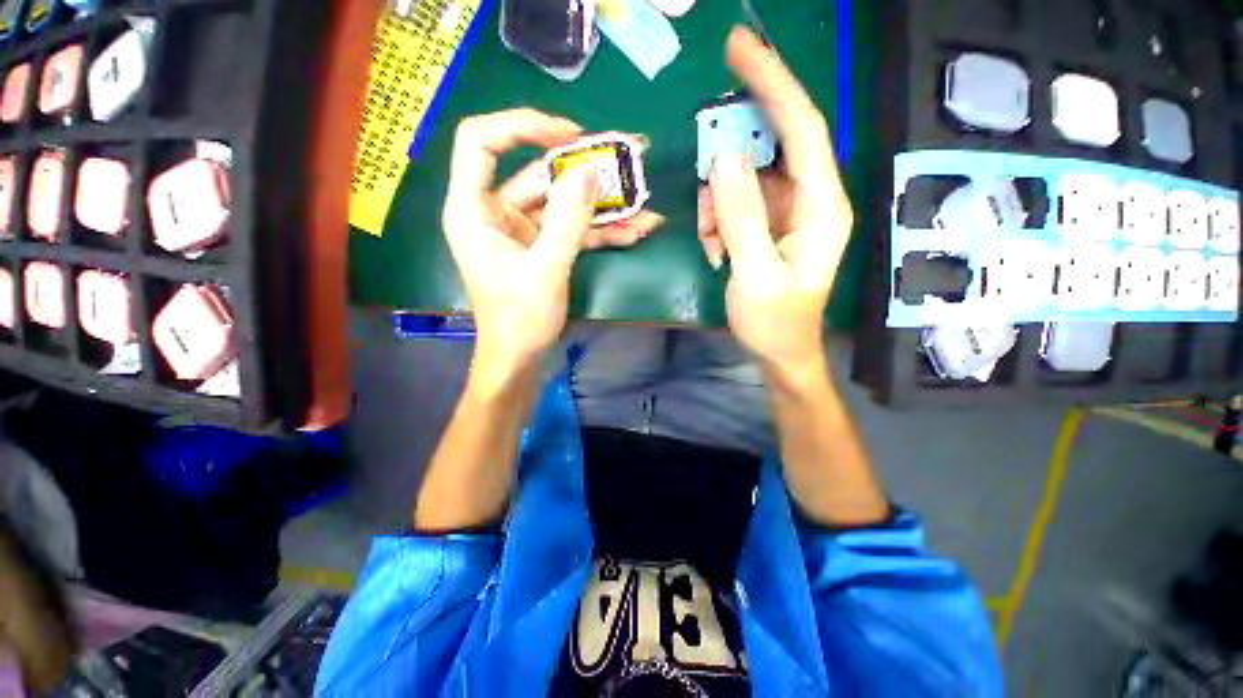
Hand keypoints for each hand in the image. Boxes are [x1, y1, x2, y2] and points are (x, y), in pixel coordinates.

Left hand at [443, 109, 662, 375]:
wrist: (520, 359)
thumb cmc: (520, 320)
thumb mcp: (546, 269)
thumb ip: (567, 220)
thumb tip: (589, 172)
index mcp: (473, 210)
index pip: (482, 142)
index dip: (521, 126)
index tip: (569, 135)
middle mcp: (495, 212)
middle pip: (536, 173)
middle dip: (584, 170)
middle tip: (628, 159)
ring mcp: (521, 231)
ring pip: (561, 204)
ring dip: (601, 206)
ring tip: (644, 203)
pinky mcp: (541, 247)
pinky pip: (570, 229)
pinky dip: (599, 230)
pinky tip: (634, 231)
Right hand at [701, 28, 853, 376]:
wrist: (781, 353)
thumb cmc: (774, 322)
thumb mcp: (754, 274)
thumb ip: (741, 217)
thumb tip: (724, 159)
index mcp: (822, 206)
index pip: (801, 127)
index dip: (772, 83)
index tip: (739, 48)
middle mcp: (811, 199)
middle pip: (770, 147)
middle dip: (730, 161)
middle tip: (706, 183)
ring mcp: (788, 212)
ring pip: (746, 178)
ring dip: (717, 203)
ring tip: (710, 242)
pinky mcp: (770, 225)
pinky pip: (738, 203)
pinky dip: (718, 219)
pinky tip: (715, 249)